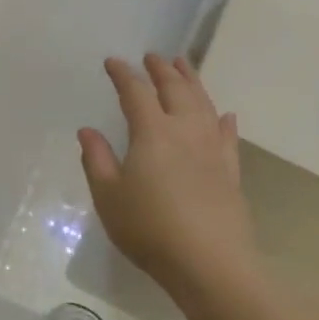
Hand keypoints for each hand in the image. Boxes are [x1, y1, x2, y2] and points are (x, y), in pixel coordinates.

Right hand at [80, 55, 256, 294]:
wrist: (210, 263)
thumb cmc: (150, 229)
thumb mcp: (109, 197)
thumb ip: (97, 160)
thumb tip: (87, 130)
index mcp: (152, 132)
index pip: (136, 93)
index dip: (123, 74)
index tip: (113, 62)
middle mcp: (185, 131)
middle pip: (175, 89)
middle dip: (162, 70)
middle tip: (153, 56)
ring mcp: (213, 149)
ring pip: (203, 104)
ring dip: (192, 81)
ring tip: (184, 66)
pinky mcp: (231, 170)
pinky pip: (228, 135)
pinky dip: (223, 120)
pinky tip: (224, 115)